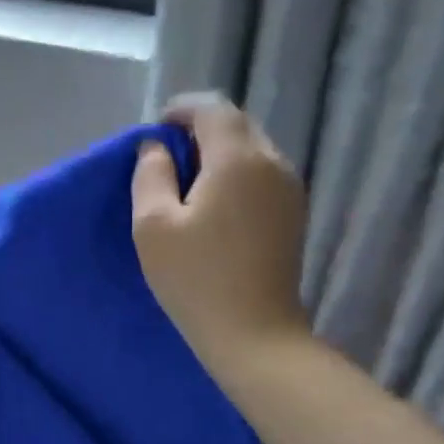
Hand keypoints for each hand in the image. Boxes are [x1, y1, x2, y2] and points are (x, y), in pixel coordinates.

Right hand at [132, 95, 308, 377]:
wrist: (254, 334)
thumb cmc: (196, 280)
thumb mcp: (153, 226)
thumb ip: (150, 175)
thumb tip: (156, 148)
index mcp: (238, 158)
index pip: (212, 108)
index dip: (180, 110)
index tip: (155, 132)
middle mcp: (272, 162)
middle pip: (236, 125)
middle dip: (200, 131)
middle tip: (167, 159)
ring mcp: (290, 189)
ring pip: (251, 150)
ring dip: (219, 154)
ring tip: (187, 184)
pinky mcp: (293, 214)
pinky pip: (262, 175)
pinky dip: (236, 176)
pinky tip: (215, 207)